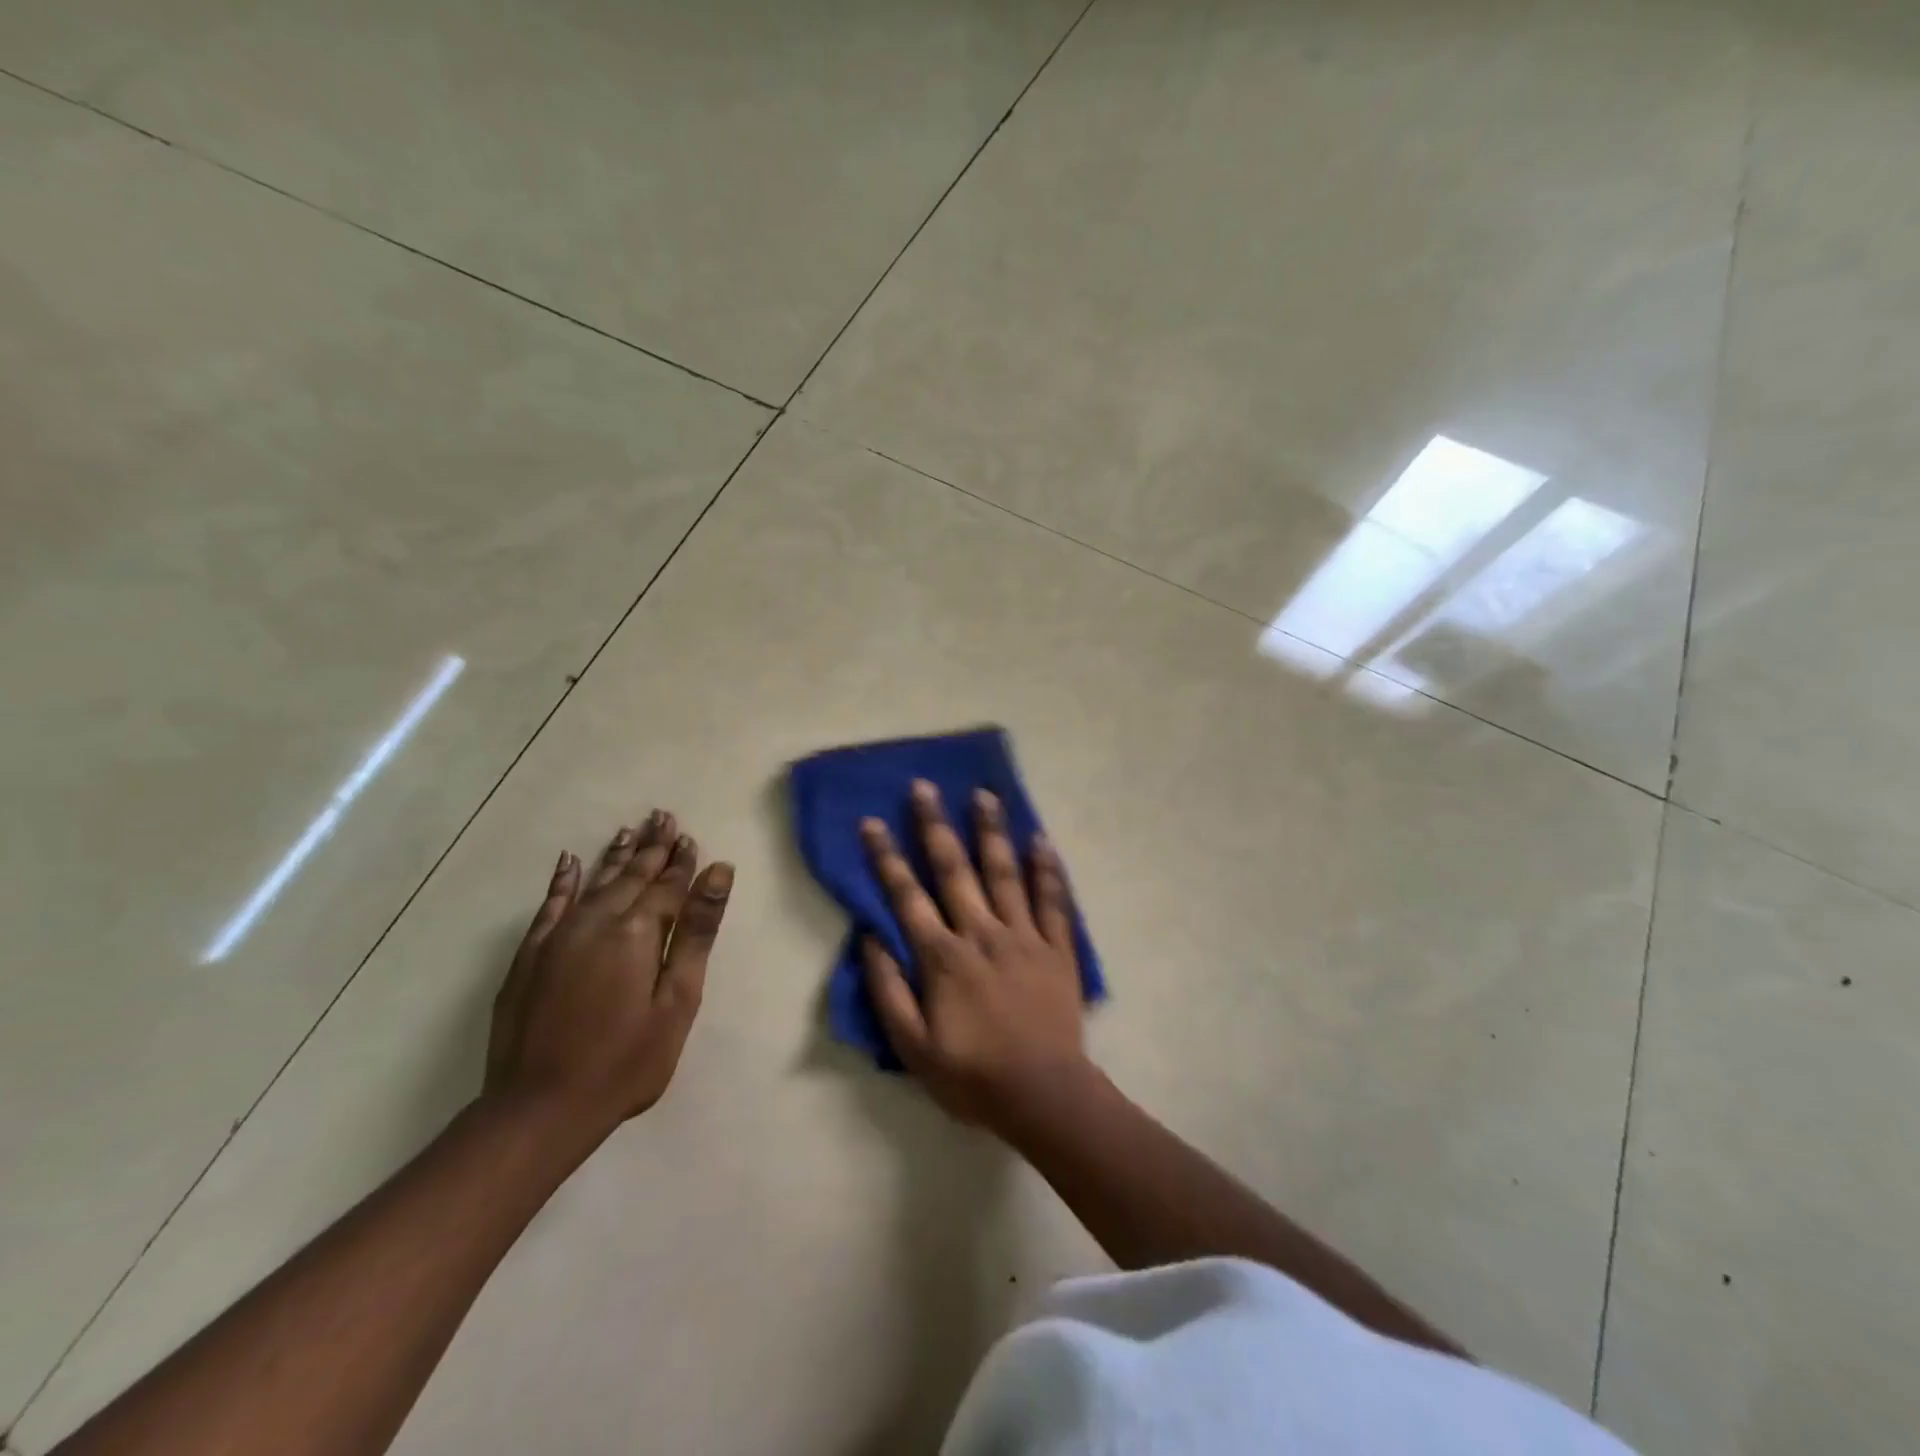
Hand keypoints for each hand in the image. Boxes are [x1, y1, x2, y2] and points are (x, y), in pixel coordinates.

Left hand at [487, 810, 731, 1135]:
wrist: (539, 1108)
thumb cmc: (626, 1059)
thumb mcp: (678, 998)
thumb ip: (697, 931)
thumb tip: (718, 871)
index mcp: (638, 930)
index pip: (667, 885)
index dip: (682, 862)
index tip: (691, 837)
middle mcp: (597, 921)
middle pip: (632, 875)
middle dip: (652, 847)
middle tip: (664, 817)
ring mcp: (558, 936)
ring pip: (594, 881)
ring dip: (616, 856)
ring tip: (631, 830)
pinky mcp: (530, 956)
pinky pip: (550, 904)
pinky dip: (562, 880)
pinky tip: (569, 861)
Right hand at [861, 780, 1087, 1130]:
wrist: (1044, 1095)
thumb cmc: (972, 1076)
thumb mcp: (913, 1048)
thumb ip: (888, 991)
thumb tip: (870, 939)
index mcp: (943, 957)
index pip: (907, 897)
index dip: (886, 858)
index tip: (872, 822)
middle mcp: (982, 933)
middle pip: (955, 870)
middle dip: (935, 826)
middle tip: (924, 786)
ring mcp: (1024, 936)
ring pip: (1005, 872)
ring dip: (992, 831)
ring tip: (984, 794)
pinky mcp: (1057, 947)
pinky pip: (1053, 900)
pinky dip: (1047, 868)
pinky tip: (1040, 839)